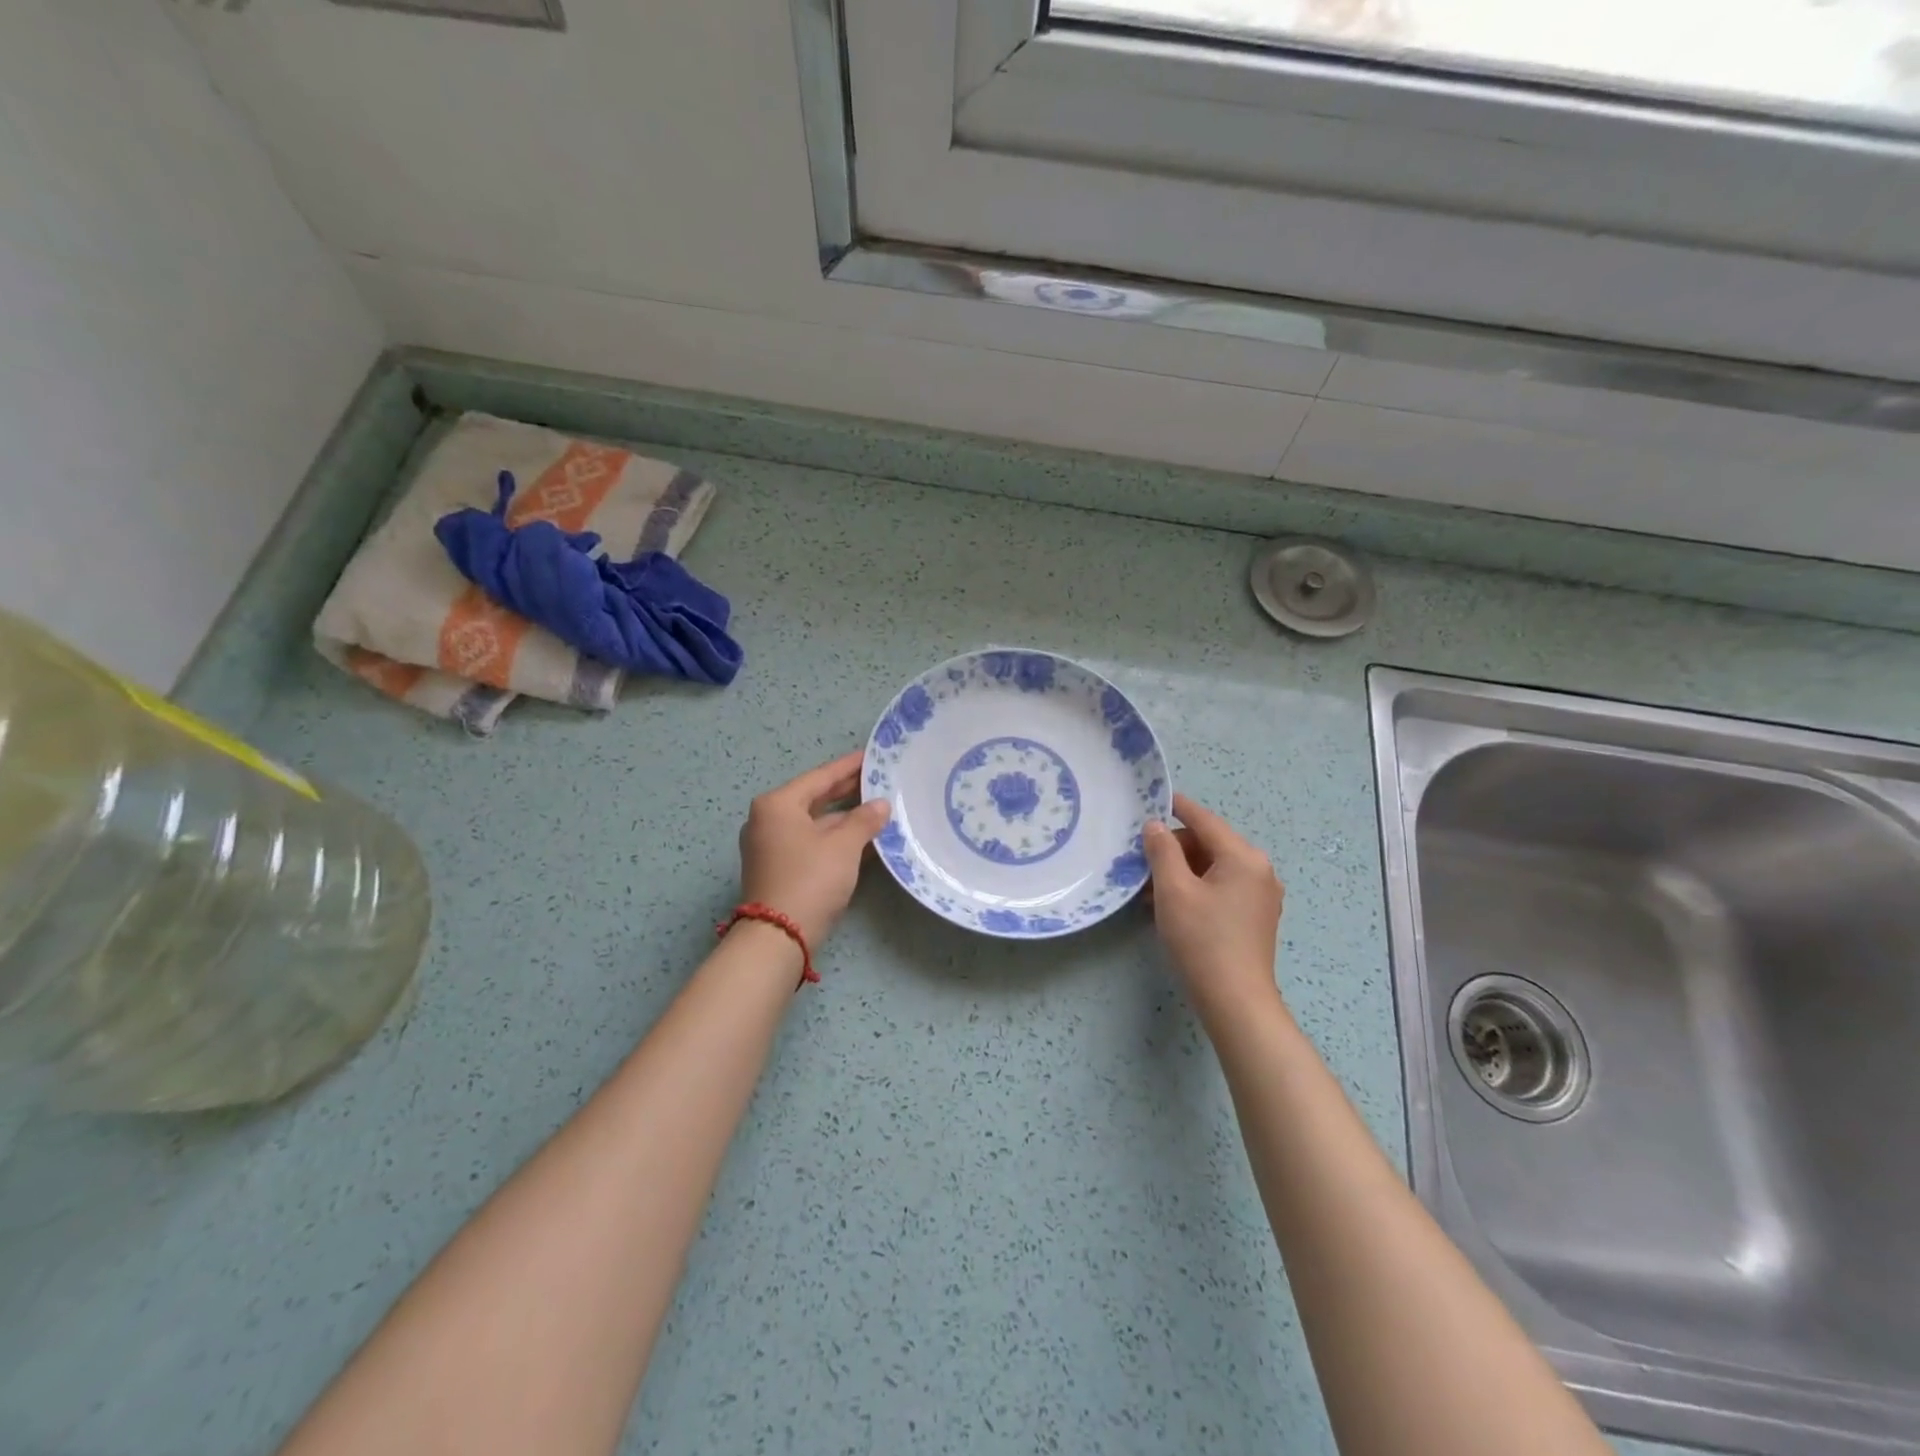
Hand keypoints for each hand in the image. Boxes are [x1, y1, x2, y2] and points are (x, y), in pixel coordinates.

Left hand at [738, 750, 890, 946]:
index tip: (871, 756)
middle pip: (814, 798)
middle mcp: (768, 820)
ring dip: (844, 818)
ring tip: (878, 808)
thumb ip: (864, 820)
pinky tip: (863, 838)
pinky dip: (835, 838)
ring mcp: (771, 846)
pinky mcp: (778, 868)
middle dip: (847, 791)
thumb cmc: (810, 879)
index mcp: (778, 805)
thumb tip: (881, 804)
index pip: (820, 777)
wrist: (778, 936)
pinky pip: (811, 842)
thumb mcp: (844, 846)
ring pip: (814, 823)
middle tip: (878, 779)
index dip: (848, 767)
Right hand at [1143, 793, 1285, 1018]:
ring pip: (1212, 868)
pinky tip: (1169, 906)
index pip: (1204, 820)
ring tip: (1148, 890)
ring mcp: (1261, 895)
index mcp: (1243, 857)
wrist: (1235, 1001)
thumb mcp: (1173, 890)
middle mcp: (1259, 870)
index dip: (1177, 807)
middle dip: (1174, 849)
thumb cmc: (1202, 939)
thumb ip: (1162, 851)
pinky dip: (1195, 890)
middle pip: (1209, 844)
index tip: (1154, 798)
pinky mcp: (1255, 917)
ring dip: (1180, 872)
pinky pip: (1221, 888)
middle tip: (1141, 863)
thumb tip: (1155, 826)